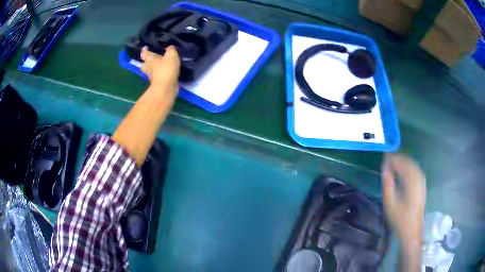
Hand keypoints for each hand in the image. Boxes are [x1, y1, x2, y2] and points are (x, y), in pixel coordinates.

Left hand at [140, 46, 180, 89]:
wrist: (166, 88)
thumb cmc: (166, 69)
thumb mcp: (171, 55)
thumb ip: (171, 50)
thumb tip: (170, 47)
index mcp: (150, 60)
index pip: (145, 53)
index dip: (145, 50)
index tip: (145, 48)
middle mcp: (149, 68)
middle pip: (144, 64)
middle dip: (146, 62)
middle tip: (150, 59)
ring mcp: (152, 77)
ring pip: (150, 71)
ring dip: (153, 69)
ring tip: (159, 65)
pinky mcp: (158, 84)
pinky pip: (158, 77)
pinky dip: (160, 75)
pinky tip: (166, 73)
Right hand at [382, 154, 425, 243]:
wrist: (412, 230)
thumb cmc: (399, 218)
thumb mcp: (390, 203)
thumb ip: (387, 183)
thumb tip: (385, 168)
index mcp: (411, 181)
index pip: (401, 162)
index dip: (392, 158)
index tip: (383, 158)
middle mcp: (418, 177)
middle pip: (408, 161)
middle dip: (398, 158)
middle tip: (387, 161)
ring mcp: (422, 180)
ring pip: (413, 164)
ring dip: (403, 162)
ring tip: (393, 165)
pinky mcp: (423, 184)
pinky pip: (416, 169)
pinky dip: (408, 167)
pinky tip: (403, 171)